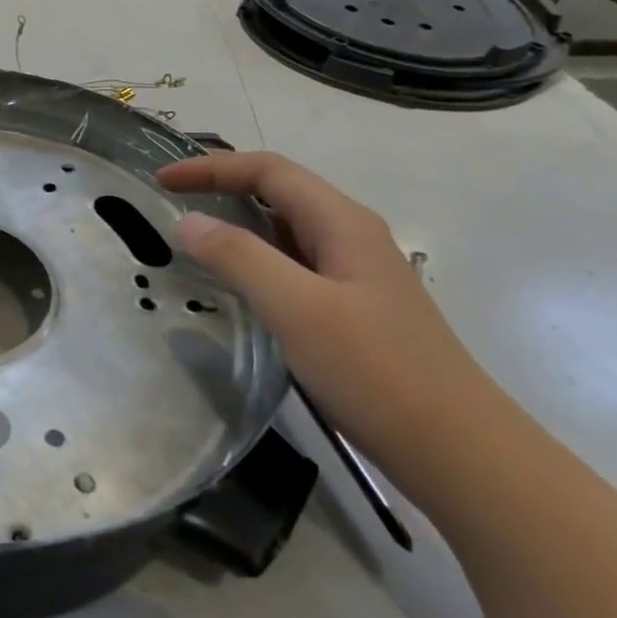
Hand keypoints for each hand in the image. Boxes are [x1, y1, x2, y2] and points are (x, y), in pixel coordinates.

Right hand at [156, 151, 500, 470]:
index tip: (160, 182)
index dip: (211, 167)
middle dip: (223, 187)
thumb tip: (187, 220)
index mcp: (341, 222)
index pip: (268, 170)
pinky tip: (237, 285)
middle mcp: (350, 236)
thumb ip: (239, 257)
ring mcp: (355, 273)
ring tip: (193, 238)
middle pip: (279, 191)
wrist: (456, 449)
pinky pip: (293, 264)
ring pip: (286, 229)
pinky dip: (256, 259)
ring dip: (238, 223)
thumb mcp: (296, 308)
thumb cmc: (375, 370)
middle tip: (171, 203)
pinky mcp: (353, 308)